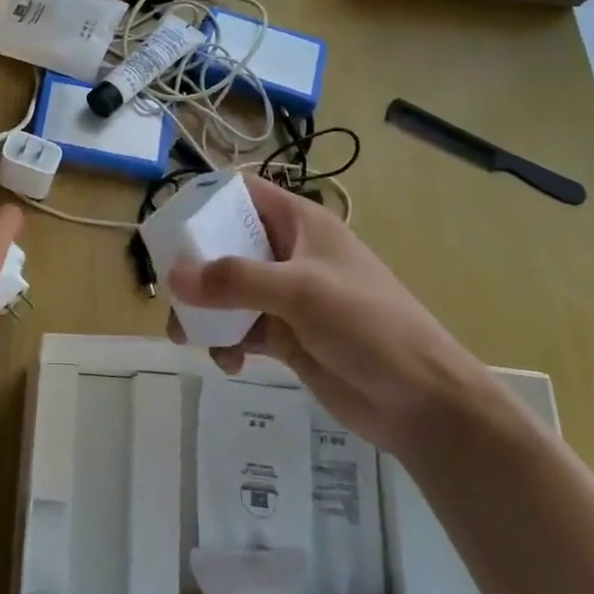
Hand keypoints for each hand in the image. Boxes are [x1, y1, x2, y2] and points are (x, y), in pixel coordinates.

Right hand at [167, 176, 481, 447]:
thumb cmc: (368, 324)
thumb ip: (235, 281)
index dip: (206, 199)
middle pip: (226, 244)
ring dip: (205, 311)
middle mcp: (288, 252)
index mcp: (299, 223)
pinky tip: (228, 362)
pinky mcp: (285, 335)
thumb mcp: (301, 291)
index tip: (170, 223)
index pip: (243, 193)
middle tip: (170, 291)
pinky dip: (226, 342)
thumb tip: (173, 277)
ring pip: (228, 292)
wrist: (422, 400)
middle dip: (195, 267)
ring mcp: (286, 296)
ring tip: (188, 336)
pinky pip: (240, 329)